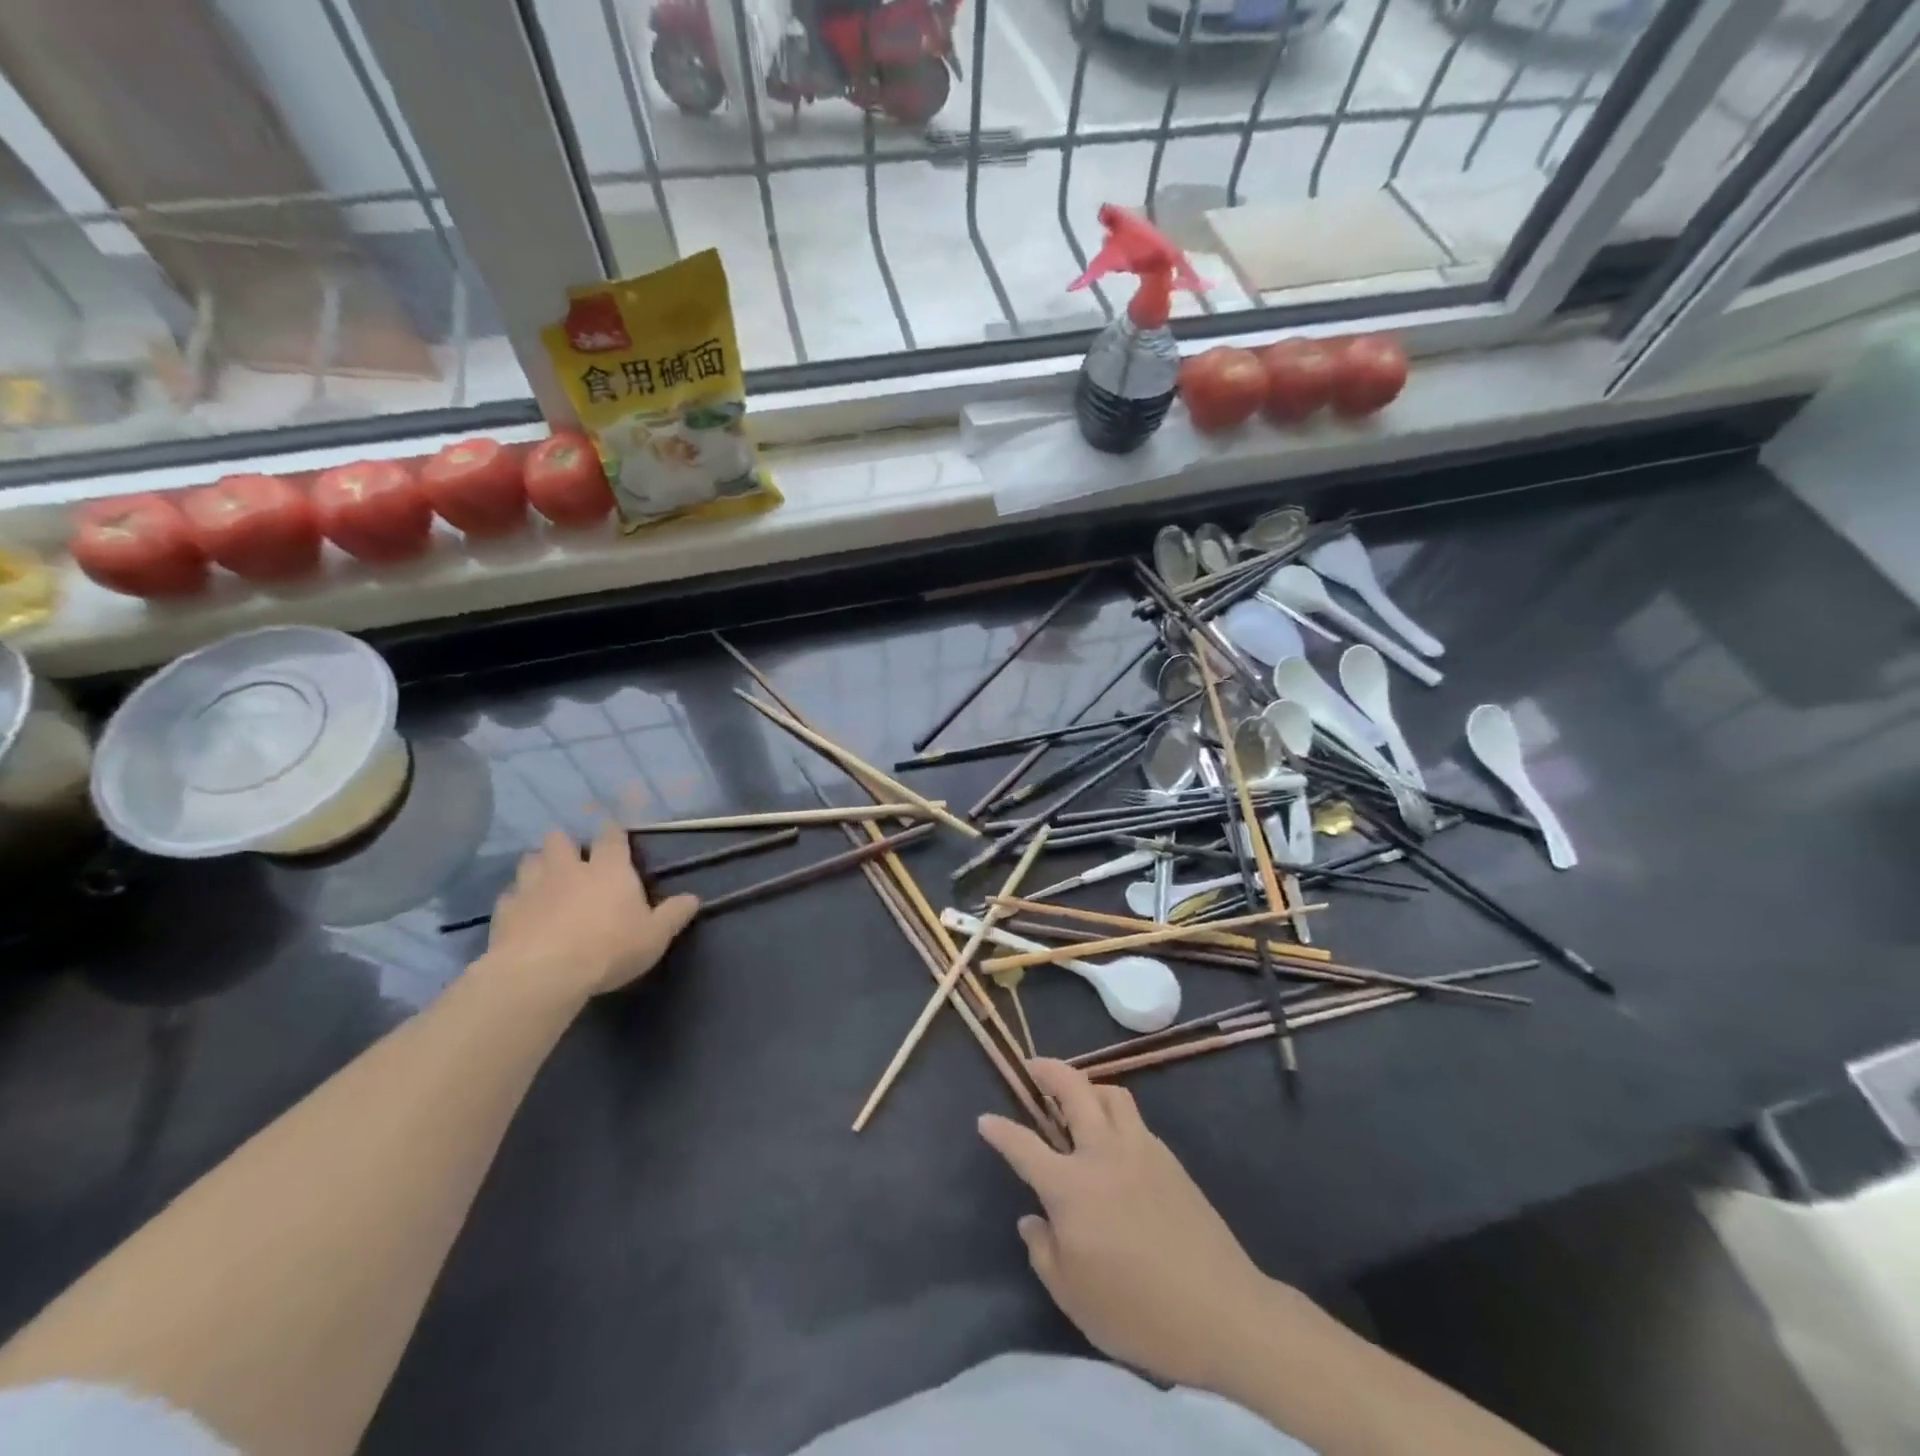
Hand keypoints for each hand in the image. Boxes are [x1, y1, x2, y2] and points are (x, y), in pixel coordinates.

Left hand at [483, 823, 699, 1003]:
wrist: (543, 974)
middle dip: (565, 843)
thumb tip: (694, 898)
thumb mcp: (654, 936)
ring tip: (545, 879)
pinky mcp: (504, 911)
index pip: (611, 836)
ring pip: (529, 861)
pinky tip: (522, 912)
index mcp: (609, 869)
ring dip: (537, 865)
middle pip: (560, 839)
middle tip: (572, 858)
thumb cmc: (609, 949)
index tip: (612, 831)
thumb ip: (673, 914)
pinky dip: (516, 899)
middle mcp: (569, 869)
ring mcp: (532, 887)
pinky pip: (508, 896)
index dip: (612, 831)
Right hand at [978, 1059, 1284, 1395]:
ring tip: (1076, 1095)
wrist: (1222, 1311)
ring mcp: (1141, 1149)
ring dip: (1086, 1084)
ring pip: (1110, 1092)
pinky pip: (1134, 1118)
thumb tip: (1033, 1218)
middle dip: (1047, 1070)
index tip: (985, 1118)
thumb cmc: (1138, 1312)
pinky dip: (1114, 1111)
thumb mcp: (1074, 1297)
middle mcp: (1103, 1153)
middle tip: (1032, 1068)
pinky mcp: (1169, 1158)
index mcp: (1072, 1187)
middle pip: (1073, 1089)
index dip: (1000, 1130)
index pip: (1024, 1146)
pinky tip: (1113, 1138)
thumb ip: (1044, 1251)